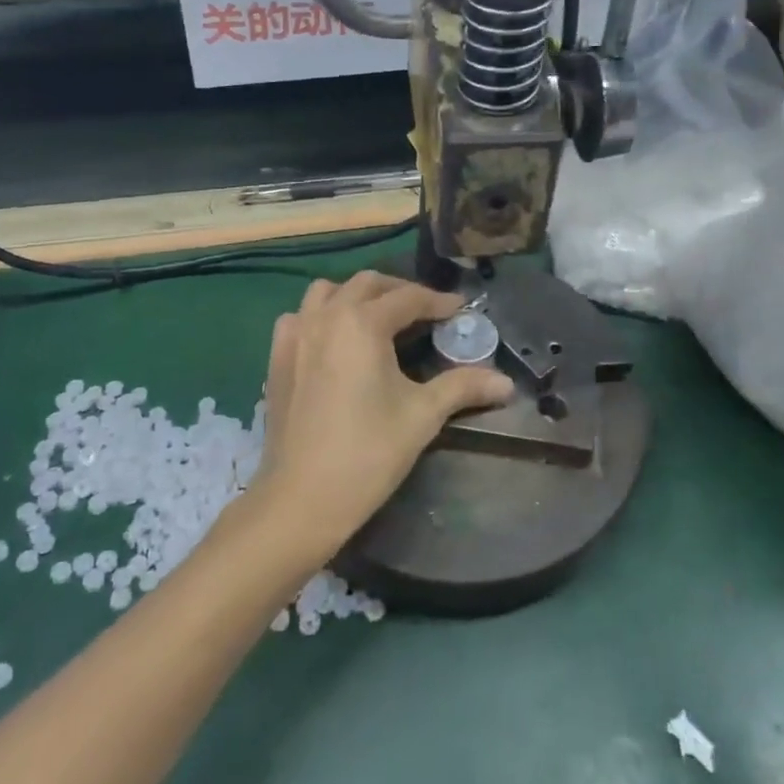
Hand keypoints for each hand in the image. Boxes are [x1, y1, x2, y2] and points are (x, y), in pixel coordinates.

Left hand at [251, 272, 512, 565]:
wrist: (301, 498)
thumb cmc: (368, 453)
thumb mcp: (423, 415)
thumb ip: (463, 387)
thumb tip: (507, 383)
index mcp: (362, 323)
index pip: (408, 298)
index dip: (438, 302)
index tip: (460, 310)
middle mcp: (326, 316)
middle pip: (367, 284)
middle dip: (399, 291)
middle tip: (425, 312)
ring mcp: (295, 334)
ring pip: (326, 292)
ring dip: (356, 296)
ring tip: (378, 318)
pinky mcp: (276, 357)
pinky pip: (299, 317)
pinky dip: (320, 315)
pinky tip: (333, 340)